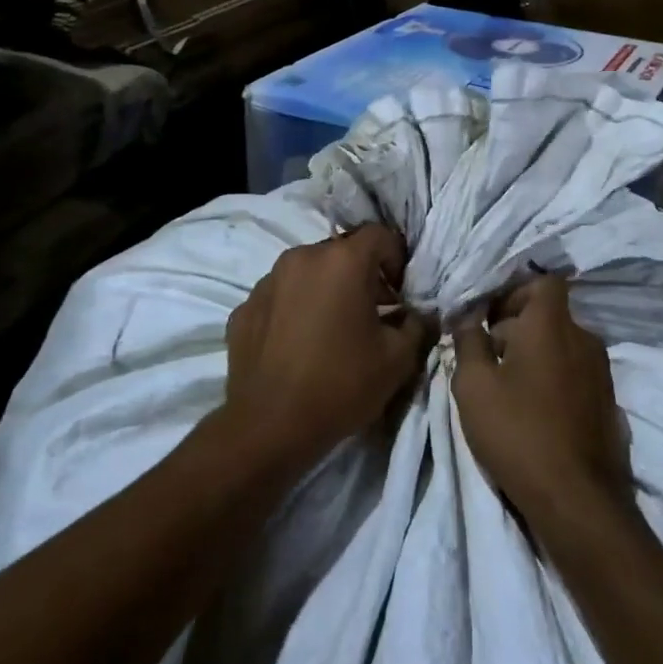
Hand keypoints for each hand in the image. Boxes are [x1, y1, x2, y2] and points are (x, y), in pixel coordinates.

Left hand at [223, 225, 434, 470]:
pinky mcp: (244, 308)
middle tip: (373, 313)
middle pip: (341, 252)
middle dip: (361, 275)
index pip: (380, 235)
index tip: (400, 294)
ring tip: (333, 330)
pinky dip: (294, 310)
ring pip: (307, 272)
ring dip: (325, 290)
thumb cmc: (341, 385)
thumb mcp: (398, 359)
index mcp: (342, 261)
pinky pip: (279, 297)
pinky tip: (299, 345)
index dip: (397, 259)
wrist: (269, 428)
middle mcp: (301, 258)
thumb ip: (417, 325)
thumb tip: (418, 315)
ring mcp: (266, 282)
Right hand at [452, 276, 629, 522]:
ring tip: (509, 388)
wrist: (577, 499)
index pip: (544, 281)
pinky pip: (576, 373)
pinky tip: (537, 412)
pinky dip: (556, 379)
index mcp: (553, 324)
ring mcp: (602, 370)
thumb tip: (468, 316)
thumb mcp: (474, 385)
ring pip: (564, 344)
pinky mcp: (609, 401)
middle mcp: (584, 337)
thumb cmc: (518, 431)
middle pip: (551, 314)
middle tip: (489, 357)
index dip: (516, 292)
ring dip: (537, 354)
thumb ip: (468, 341)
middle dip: (519, 327)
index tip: (491, 318)